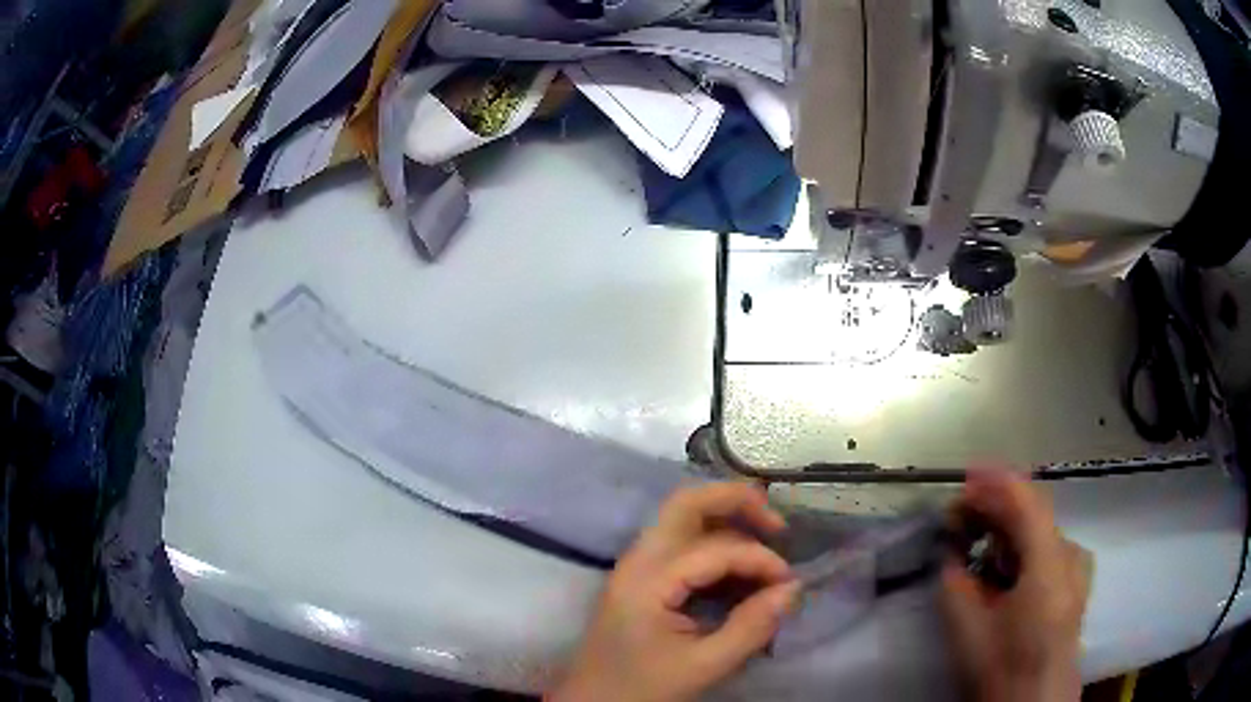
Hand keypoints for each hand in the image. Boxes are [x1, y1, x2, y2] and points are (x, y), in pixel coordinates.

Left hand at [549, 483, 799, 701]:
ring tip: (765, 542)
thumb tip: (793, 589)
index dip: (761, 560)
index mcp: (649, 580)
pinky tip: (737, 571)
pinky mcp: (640, 578)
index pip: (717, 549)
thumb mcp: (703, 666)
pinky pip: (680, 544)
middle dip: (737, 502)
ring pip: (682, 518)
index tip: (789, 585)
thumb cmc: (642, 688)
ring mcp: (636, 566)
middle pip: (687, 503)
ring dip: (725, 520)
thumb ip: (751, 627)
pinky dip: (713, 544)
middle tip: (777, 527)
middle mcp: (639, 560)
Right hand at [942, 470, 1090, 701]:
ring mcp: (1078, 565)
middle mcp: (1071, 552)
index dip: (995, 481)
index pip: (1026, 501)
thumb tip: (951, 550)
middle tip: (961, 515)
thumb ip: (955, 581)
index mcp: (1051, 562)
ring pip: (1041, 529)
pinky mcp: (1077, 578)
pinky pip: (1049, 545)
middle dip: (996, 505)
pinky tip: (1006, 560)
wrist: (1034, 699)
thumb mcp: (967, 629)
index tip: (964, 477)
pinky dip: (1024, 541)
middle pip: (1034, 510)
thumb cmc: (1002, 665)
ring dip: (1009, 525)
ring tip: (979, 538)